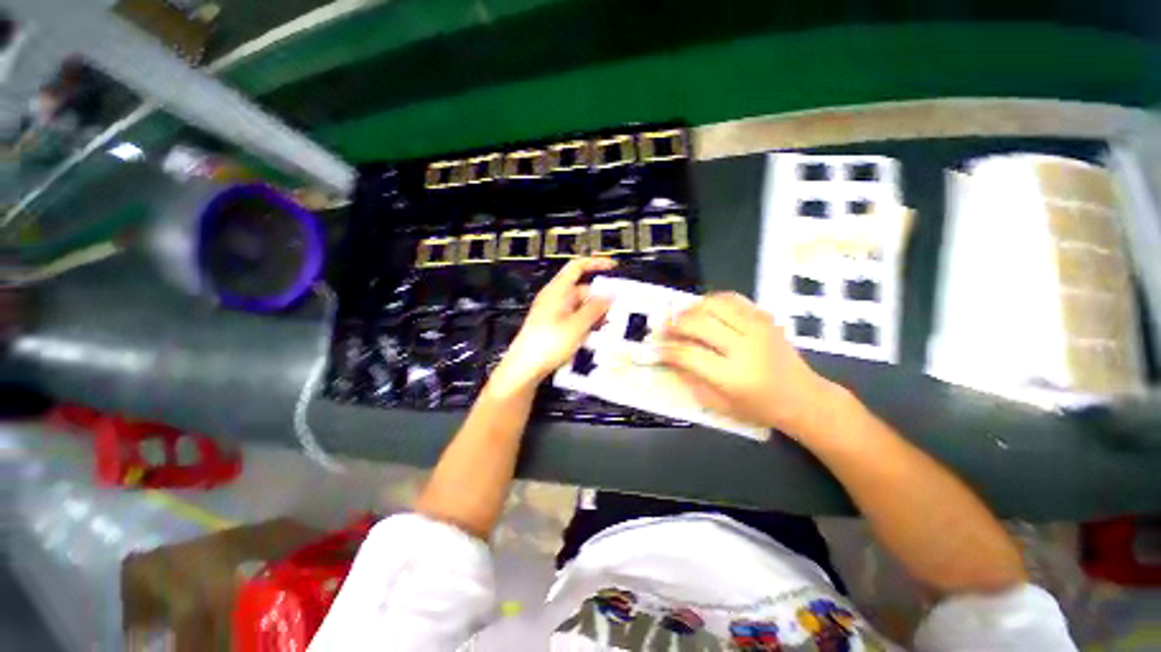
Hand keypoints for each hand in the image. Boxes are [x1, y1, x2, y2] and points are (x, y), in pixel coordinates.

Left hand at [487, 258, 615, 395]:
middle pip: (582, 290)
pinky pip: (574, 318)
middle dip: (599, 299)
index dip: (595, 263)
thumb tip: (609, 295)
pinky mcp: (553, 327)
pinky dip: (585, 323)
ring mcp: (553, 313)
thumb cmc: (546, 344)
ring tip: (607, 326)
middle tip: (616, 310)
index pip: (577, 267)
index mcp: (557, 291)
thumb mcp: (577, 325)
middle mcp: (554, 298)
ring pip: (579, 307)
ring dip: (594, 314)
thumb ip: (595, 309)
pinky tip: (594, 335)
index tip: (612, 267)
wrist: (525, 368)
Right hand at [659, 292, 840, 436]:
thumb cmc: (758, 408)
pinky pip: (732, 298)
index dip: (667, 349)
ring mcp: (758, 328)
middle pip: (698, 324)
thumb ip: (690, 379)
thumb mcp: (719, 404)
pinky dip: (711, 300)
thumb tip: (669, 357)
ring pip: (713, 304)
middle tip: (663, 329)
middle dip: (673, 325)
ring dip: (690, 309)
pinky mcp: (765, 317)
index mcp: (733, 377)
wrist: (803, 397)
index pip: (688, 355)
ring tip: (681, 318)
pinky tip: (703, 310)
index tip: (655, 347)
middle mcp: (746, 348)